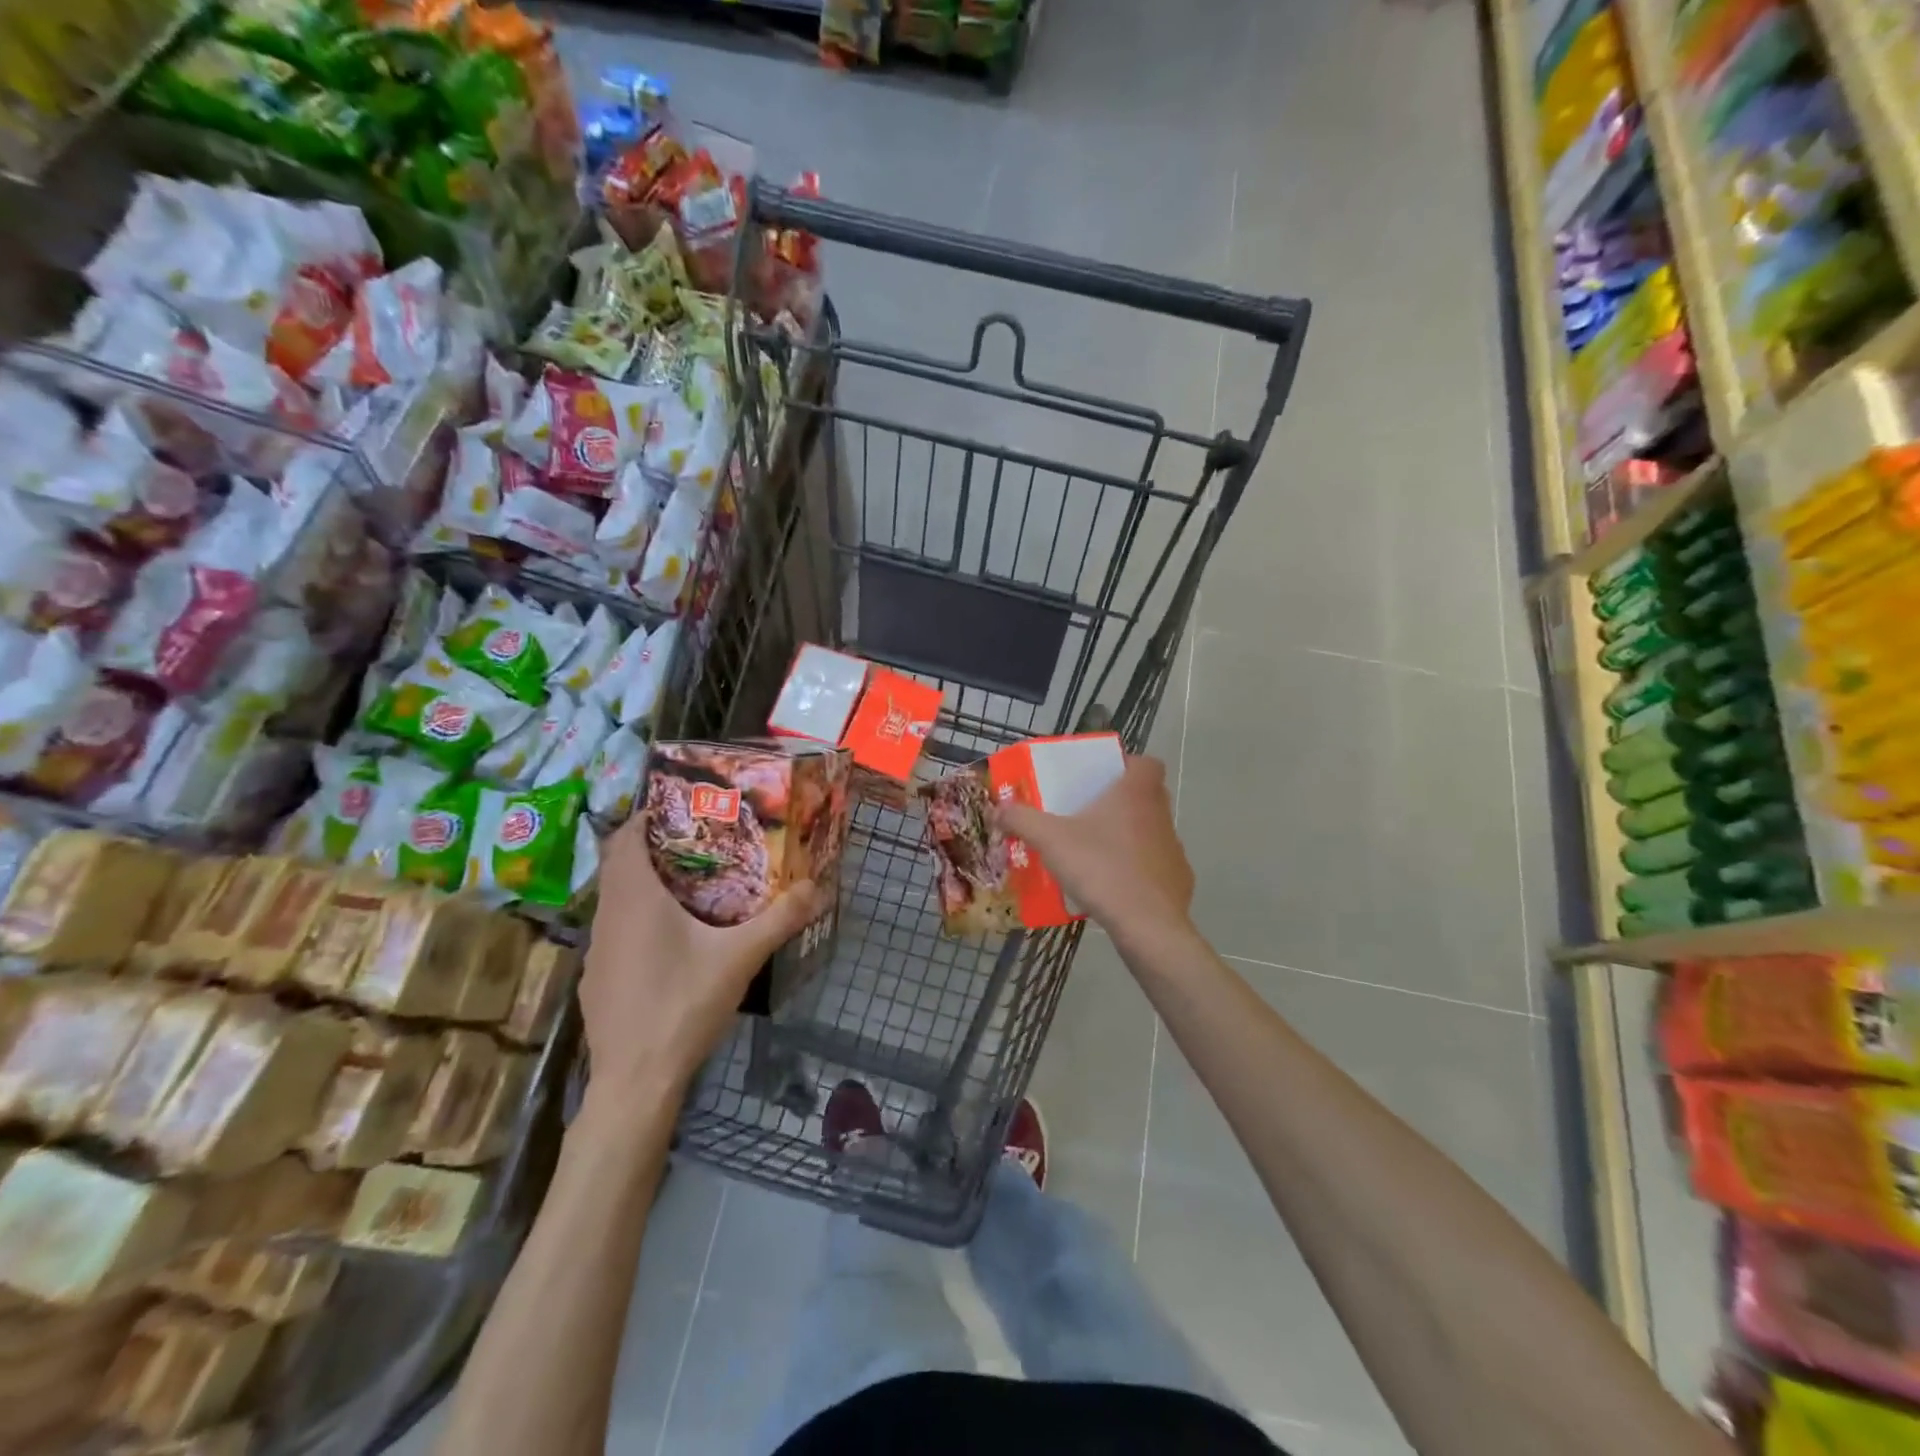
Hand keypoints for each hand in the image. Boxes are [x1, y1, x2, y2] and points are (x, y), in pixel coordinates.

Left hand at [581, 816, 822, 1098]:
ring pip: (617, 899)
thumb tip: (818, 887)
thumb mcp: (740, 958)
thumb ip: (780, 919)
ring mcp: (597, 950)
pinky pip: (616, 930)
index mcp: (635, 898)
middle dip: (654, 847)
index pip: (625, 836)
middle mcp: (607, 915)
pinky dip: (639, 919)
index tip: (682, 807)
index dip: (647, 815)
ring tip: (693, 885)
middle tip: (700, 842)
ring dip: (646, 884)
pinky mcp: (597, 979)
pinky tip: (672, 942)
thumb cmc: (683, 1005)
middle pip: (621, 864)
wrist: (636, 1081)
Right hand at [997, 754, 1194, 937]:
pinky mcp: (1179, 880)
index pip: (1147, 763)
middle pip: (1146, 796)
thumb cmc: (1101, 867)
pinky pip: (1155, 866)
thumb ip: (1022, 820)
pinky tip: (1113, 886)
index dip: (1126, 765)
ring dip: (1127, 837)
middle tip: (1087, 814)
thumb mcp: (1050, 840)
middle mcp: (1161, 813)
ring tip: (1094, 853)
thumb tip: (998, 810)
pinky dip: (1137, 871)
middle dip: (1119, 802)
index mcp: (1136, 792)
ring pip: (1150, 831)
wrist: (1147, 924)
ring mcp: (1174, 848)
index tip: (1101, 779)